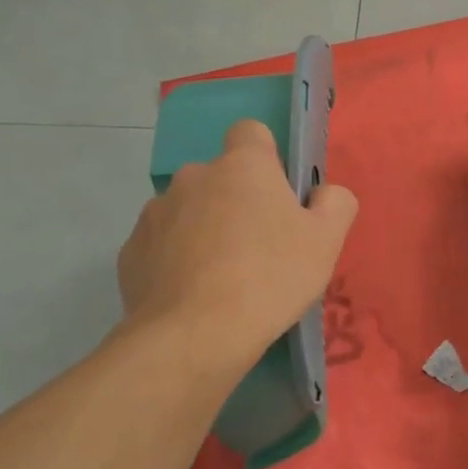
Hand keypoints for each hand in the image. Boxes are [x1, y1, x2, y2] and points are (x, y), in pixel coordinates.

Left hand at [117, 119, 356, 371]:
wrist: (194, 336)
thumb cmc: (270, 278)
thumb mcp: (326, 241)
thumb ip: (336, 203)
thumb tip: (322, 194)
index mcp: (242, 166)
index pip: (251, 132)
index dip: (266, 158)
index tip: (277, 194)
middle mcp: (193, 177)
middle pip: (221, 178)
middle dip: (236, 202)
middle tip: (259, 248)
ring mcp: (155, 213)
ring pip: (189, 211)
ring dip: (204, 230)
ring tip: (222, 279)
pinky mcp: (131, 251)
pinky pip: (162, 245)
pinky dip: (176, 261)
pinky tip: (193, 296)